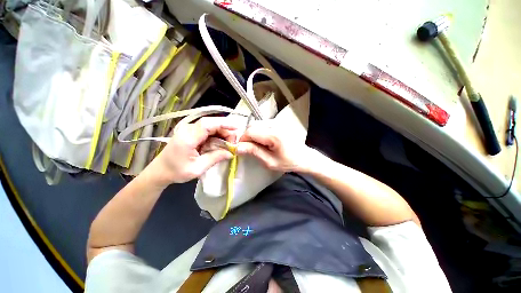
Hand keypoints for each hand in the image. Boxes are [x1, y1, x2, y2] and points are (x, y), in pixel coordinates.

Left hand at [147, 117, 236, 185]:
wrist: (160, 171)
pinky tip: (222, 142)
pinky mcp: (191, 133)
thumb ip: (215, 158)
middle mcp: (188, 130)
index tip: (236, 127)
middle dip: (225, 130)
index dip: (223, 123)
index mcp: (188, 138)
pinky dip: (216, 135)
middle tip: (234, 142)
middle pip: (211, 124)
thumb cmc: (176, 171)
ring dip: (222, 133)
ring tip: (230, 143)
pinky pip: (207, 131)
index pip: (207, 124)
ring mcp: (189, 130)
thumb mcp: (198, 168)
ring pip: (210, 126)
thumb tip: (231, 152)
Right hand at [236, 120, 316, 172]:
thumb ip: (254, 152)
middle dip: (247, 137)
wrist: (304, 156)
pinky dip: (259, 132)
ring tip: (257, 145)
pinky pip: (262, 124)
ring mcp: (277, 122)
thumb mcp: (269, 162)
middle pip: (252, 126)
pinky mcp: (278, 122)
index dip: (242, 140)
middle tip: (249, 148)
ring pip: (256, 124)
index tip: (241, 149)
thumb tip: (237, 147)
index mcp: (273, 135)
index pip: (250, 132)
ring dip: (252, 134)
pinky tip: (263, 140)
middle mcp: (274, 124)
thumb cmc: (288, 162)